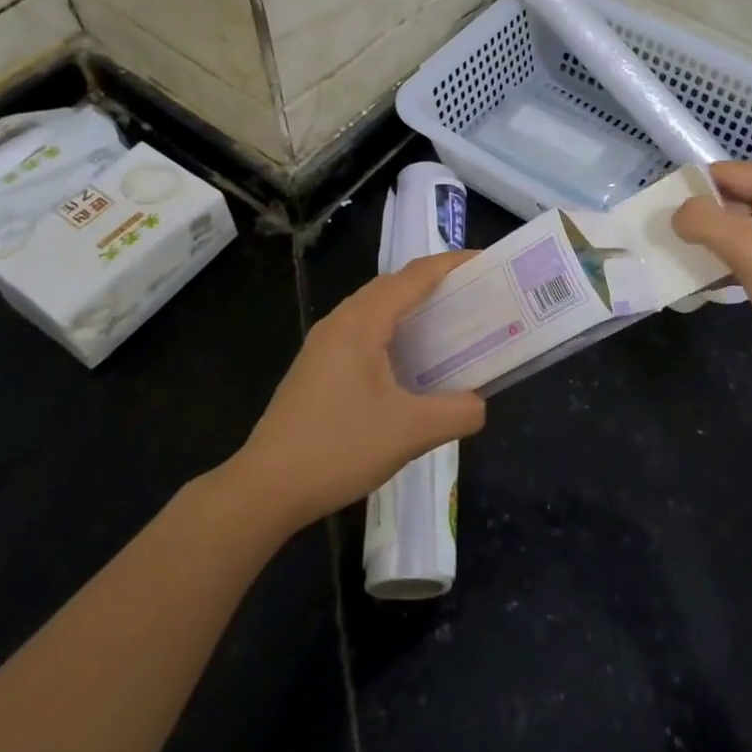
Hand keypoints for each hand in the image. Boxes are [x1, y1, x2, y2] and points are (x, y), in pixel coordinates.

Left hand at [233, 252, 486, 531]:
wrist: (265, 488)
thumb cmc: (339, 448)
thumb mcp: (411, 432)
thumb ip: (457, 412)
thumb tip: (478, 404)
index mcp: (361, 323)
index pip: (414, 277)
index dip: (451, 264)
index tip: (485, 262)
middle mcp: (340, 322)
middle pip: (392, 286)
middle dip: (433, 283)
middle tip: (472, 296)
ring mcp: (322, 345)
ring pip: (374, 308)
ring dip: (410, 307)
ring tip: (445, 324)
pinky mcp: (315, 368)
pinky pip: (362, 331)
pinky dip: (392, 331)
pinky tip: (407, 363)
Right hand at [673, 163, 751, 391]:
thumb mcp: (750, 250)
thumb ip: (704, 221)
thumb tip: (675, 213)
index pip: (726, 174)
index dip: (690, 193)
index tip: (655, 219)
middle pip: (732, 200)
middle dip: (699, 222)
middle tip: (661, 244)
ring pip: (739, 229)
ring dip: (711, 246)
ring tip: (677, 263)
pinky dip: (728, 263)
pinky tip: (704, 281)